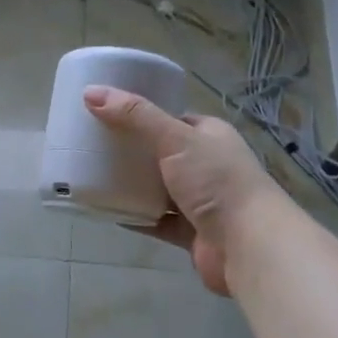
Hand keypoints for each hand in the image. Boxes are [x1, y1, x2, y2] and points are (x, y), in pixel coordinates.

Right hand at [83, 86, 281, 296]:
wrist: (248, 244)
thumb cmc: (216, 181)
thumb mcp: (175, 138)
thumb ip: (135, 116)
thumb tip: (90, 93)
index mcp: (209, 136)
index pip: (172, 119)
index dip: (142, 115)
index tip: (107, 114)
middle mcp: (207, 166)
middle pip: (161, 154)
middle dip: (131, 152)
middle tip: (92, 147)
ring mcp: (199, 201)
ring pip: (157, 188)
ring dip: (132, 185)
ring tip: (93, 177)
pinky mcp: (190, 231)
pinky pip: (156, 220)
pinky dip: (135, 216)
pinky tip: (108, 211)